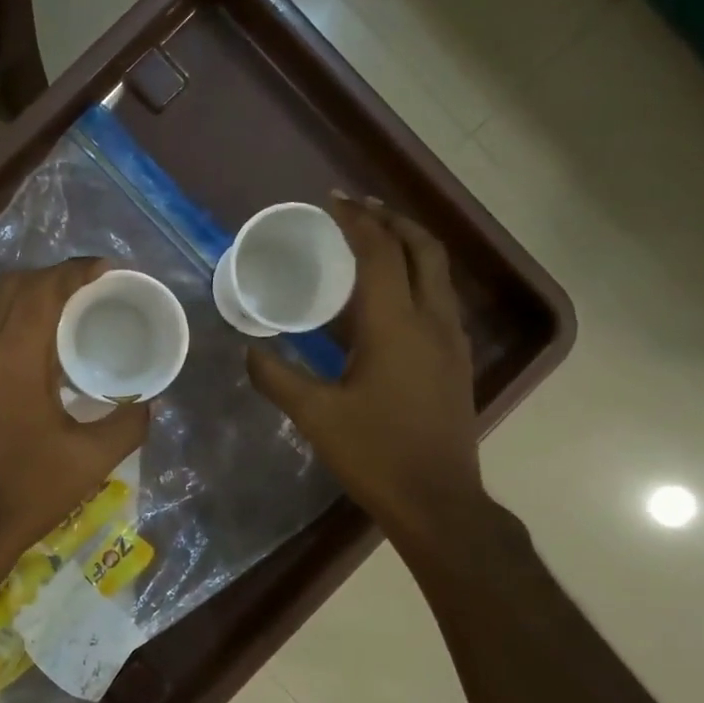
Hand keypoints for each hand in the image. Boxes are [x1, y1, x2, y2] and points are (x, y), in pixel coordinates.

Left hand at [0, 258, 150, 593]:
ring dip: (25, 303)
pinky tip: (27, 362)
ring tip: (61, 323)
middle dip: (52, 279)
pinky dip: (5, 331)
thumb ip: (128, 423)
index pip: (45, 289)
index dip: (78, 271)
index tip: (108, 270)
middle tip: (88, 293)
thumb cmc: (25, 494)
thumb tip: (149, 401)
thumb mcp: (90, 462)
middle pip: (13, 287)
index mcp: (14, 356)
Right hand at [246, 194, 487, 555]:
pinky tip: (387, 299)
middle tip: (358, 210)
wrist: (438, 500)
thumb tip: (248, 352)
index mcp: (396, 326)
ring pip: (438, 273)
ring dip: (408, 247)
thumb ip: (277, 378)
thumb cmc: (375, 454)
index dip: (357, 221)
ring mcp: (450, 341)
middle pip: (424, 249)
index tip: (332, 202)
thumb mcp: (315, 416)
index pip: (380, 253)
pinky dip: (415, 279)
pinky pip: (438, 299)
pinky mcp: (455, 361)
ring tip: (373, 242)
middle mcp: (432, 321)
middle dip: (392, 220)